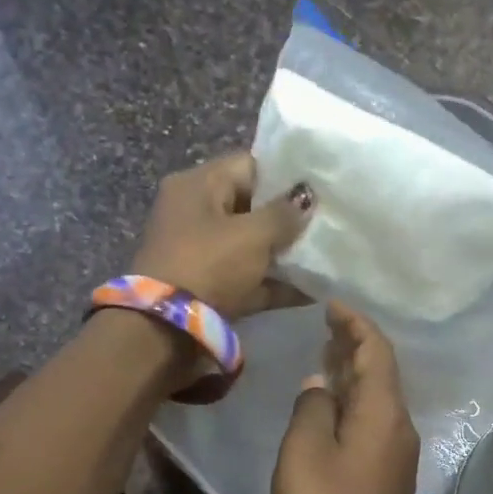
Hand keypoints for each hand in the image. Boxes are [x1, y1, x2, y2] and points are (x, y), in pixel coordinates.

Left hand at [132, 153, 312, 319]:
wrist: (166, 328)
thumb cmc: (209, 265)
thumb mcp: (252, 235)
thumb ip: (284, 213)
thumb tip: (306, 197)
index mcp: (197, 184)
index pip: (248, 165)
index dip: (286, 175)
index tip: (319, 189)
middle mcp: (195, 212)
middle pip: (251, 206)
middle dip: (288, 217)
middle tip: (326, 223)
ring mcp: (200, 252)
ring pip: (251, 245)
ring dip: (284, 253)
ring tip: (325, 256)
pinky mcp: (208, 286)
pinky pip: (248, 278)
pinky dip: (275, 283)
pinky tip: (313, 290)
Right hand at [272, 304, 420, 493]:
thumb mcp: (305, 449)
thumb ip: (312, 406)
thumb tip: (322, 383)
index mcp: (383, 410)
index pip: (376, 351)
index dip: (356, 324)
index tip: (332, 305)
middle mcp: (399, 424)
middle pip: (382, 371)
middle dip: (356, 344)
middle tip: (327, 325)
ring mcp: (398, 449)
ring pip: (378, 396)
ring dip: (355, 372)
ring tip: (327, 354)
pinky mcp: (389, 471)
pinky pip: (375, 418)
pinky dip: (355, 398)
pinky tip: (333, 400)